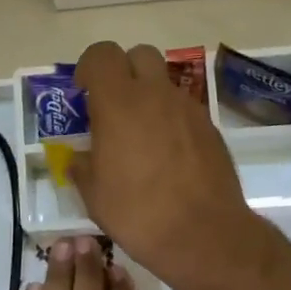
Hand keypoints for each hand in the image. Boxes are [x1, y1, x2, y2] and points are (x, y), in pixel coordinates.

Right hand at [71, 41, 266, 289]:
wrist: (206, 235)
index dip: (89, 67)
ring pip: (164, 82)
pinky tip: (167, 154)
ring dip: (149, 95)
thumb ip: (82, 165)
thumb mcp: (94, 194)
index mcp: (120, 102)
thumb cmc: (139, 213)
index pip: (102, 54)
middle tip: (114, 105)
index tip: (84, 93)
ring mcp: (188, 108)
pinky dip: (170, 118)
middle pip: (139, 54)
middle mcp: (156, 94)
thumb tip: (80, 157)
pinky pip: (183, 108)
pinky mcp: (210, 126)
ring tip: (141, 135)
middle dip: (123, 71)